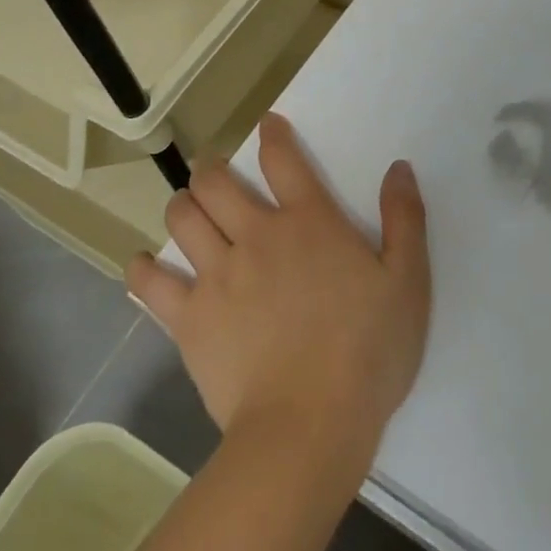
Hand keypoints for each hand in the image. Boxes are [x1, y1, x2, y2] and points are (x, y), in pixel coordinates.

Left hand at [128, 114, 431, 463]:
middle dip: (212, 169)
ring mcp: (218, 275)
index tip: (267, 124)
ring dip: (183, 206)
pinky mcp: (189, 319)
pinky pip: (151, 284)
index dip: (273, 134)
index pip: (282, 158)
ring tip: (189, 211)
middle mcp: (257, 235)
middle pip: (216, 181)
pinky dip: (142, 270)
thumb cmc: (367, 352)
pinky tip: (143, 266)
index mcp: (309, 221)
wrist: (309, 426)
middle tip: (216, 175)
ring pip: (182, 218)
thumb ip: (405, 219)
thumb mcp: (408, 282)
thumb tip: (399, 167)